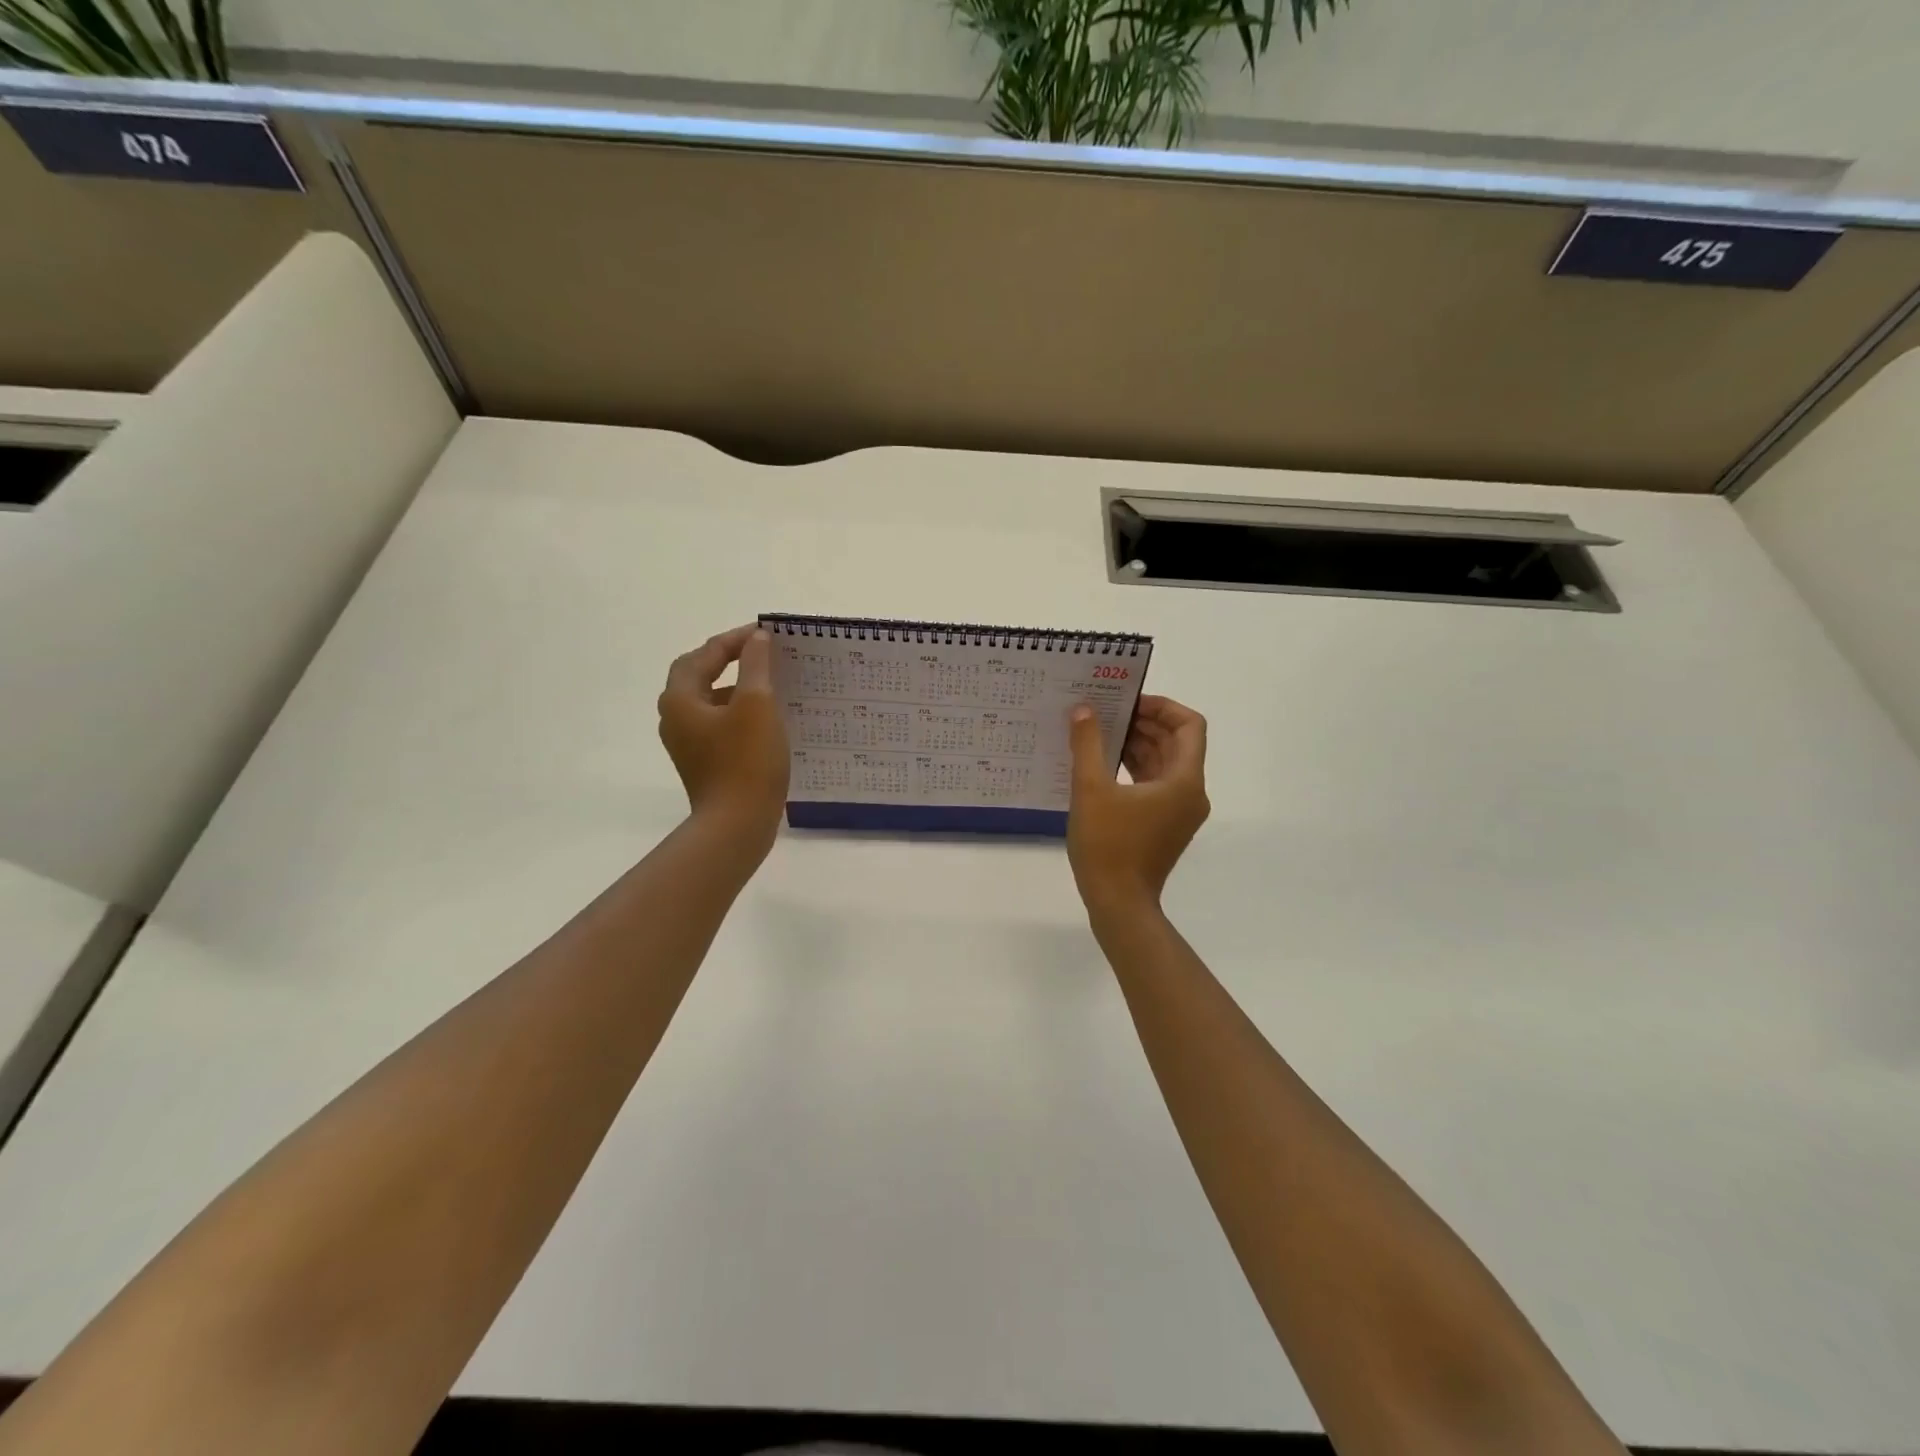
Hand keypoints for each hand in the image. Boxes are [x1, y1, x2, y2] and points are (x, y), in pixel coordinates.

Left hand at [658, 625, 789, 845]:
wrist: (737, 825)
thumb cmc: (746, 761)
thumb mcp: (757, 704)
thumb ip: (756, 666)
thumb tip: (756, 639)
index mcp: (680, 699)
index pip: (703, 655)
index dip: (733, 640)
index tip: (764, 633)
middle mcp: (675, 718)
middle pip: (698, 676)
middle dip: (728, 661)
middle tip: (760, 652)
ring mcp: (688, 744)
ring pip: (710, 702)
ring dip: (736, 688)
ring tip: (770, 683)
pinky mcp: (704, 763)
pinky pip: (719, 726)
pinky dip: (739, 714)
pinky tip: (768, 719)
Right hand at [1067, 695, 1209, 915]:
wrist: (1119, 904)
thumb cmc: (1108, 845)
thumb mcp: (1091, 789)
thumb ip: (1087, 744)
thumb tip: (1084, 710)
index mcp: (1184, 781)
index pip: (1189, 725)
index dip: (1162, 706)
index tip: (1128, 702)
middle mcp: (1190, 793)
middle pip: (1176, 742)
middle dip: (1144, 723)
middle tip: (1107, 712)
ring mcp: (1179, 812)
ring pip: (1164, 764)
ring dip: (1138, 745)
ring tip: (1100, 733)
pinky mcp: (1164, 825)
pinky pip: (1155, 784)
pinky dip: (1134, 768)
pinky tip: (1102, 764)